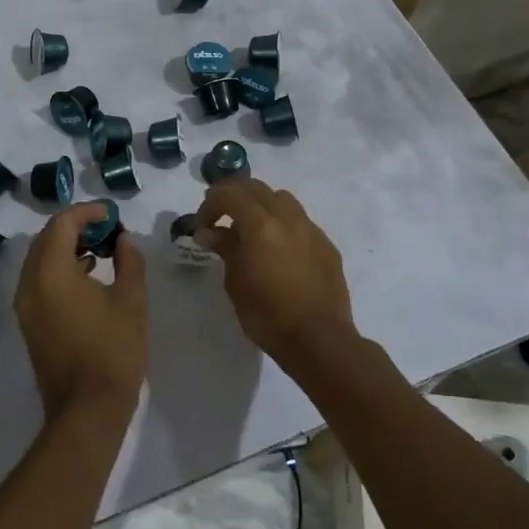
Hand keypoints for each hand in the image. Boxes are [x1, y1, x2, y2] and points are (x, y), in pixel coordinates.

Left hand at [14, 203, 146, 426]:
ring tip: (102, 250)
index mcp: (50, 273)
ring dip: (67, 247)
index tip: (112, 215)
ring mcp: (25, 305)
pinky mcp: (29, 322)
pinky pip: (39, 279)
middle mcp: (29, 283)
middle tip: (107, 229)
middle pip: (46, 238)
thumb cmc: (112, 352)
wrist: (86, 412)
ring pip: (41, 259)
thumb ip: (129, 260)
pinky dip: (60, 268)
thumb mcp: (131, 301)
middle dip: (76, 227)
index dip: (87, 212)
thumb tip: (123, 239)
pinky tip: (89, 276)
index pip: (61, 224)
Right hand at [197, 181, 352, 363]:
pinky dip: (282, 224)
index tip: (202, 227)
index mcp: (260, 225)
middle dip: (233, 197)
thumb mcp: (236, 282)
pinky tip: (278, 250)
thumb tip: (210, 232)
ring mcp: (310, 229)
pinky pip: (299, 220)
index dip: (209, 205)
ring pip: (281, 198)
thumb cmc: (268, 315)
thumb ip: (225, 248)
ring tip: (251, 230)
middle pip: (255, 188)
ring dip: (260, 205)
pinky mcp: (325, 244)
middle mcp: (287, 218)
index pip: (229, 193)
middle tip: (220, 220)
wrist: (319, 340)